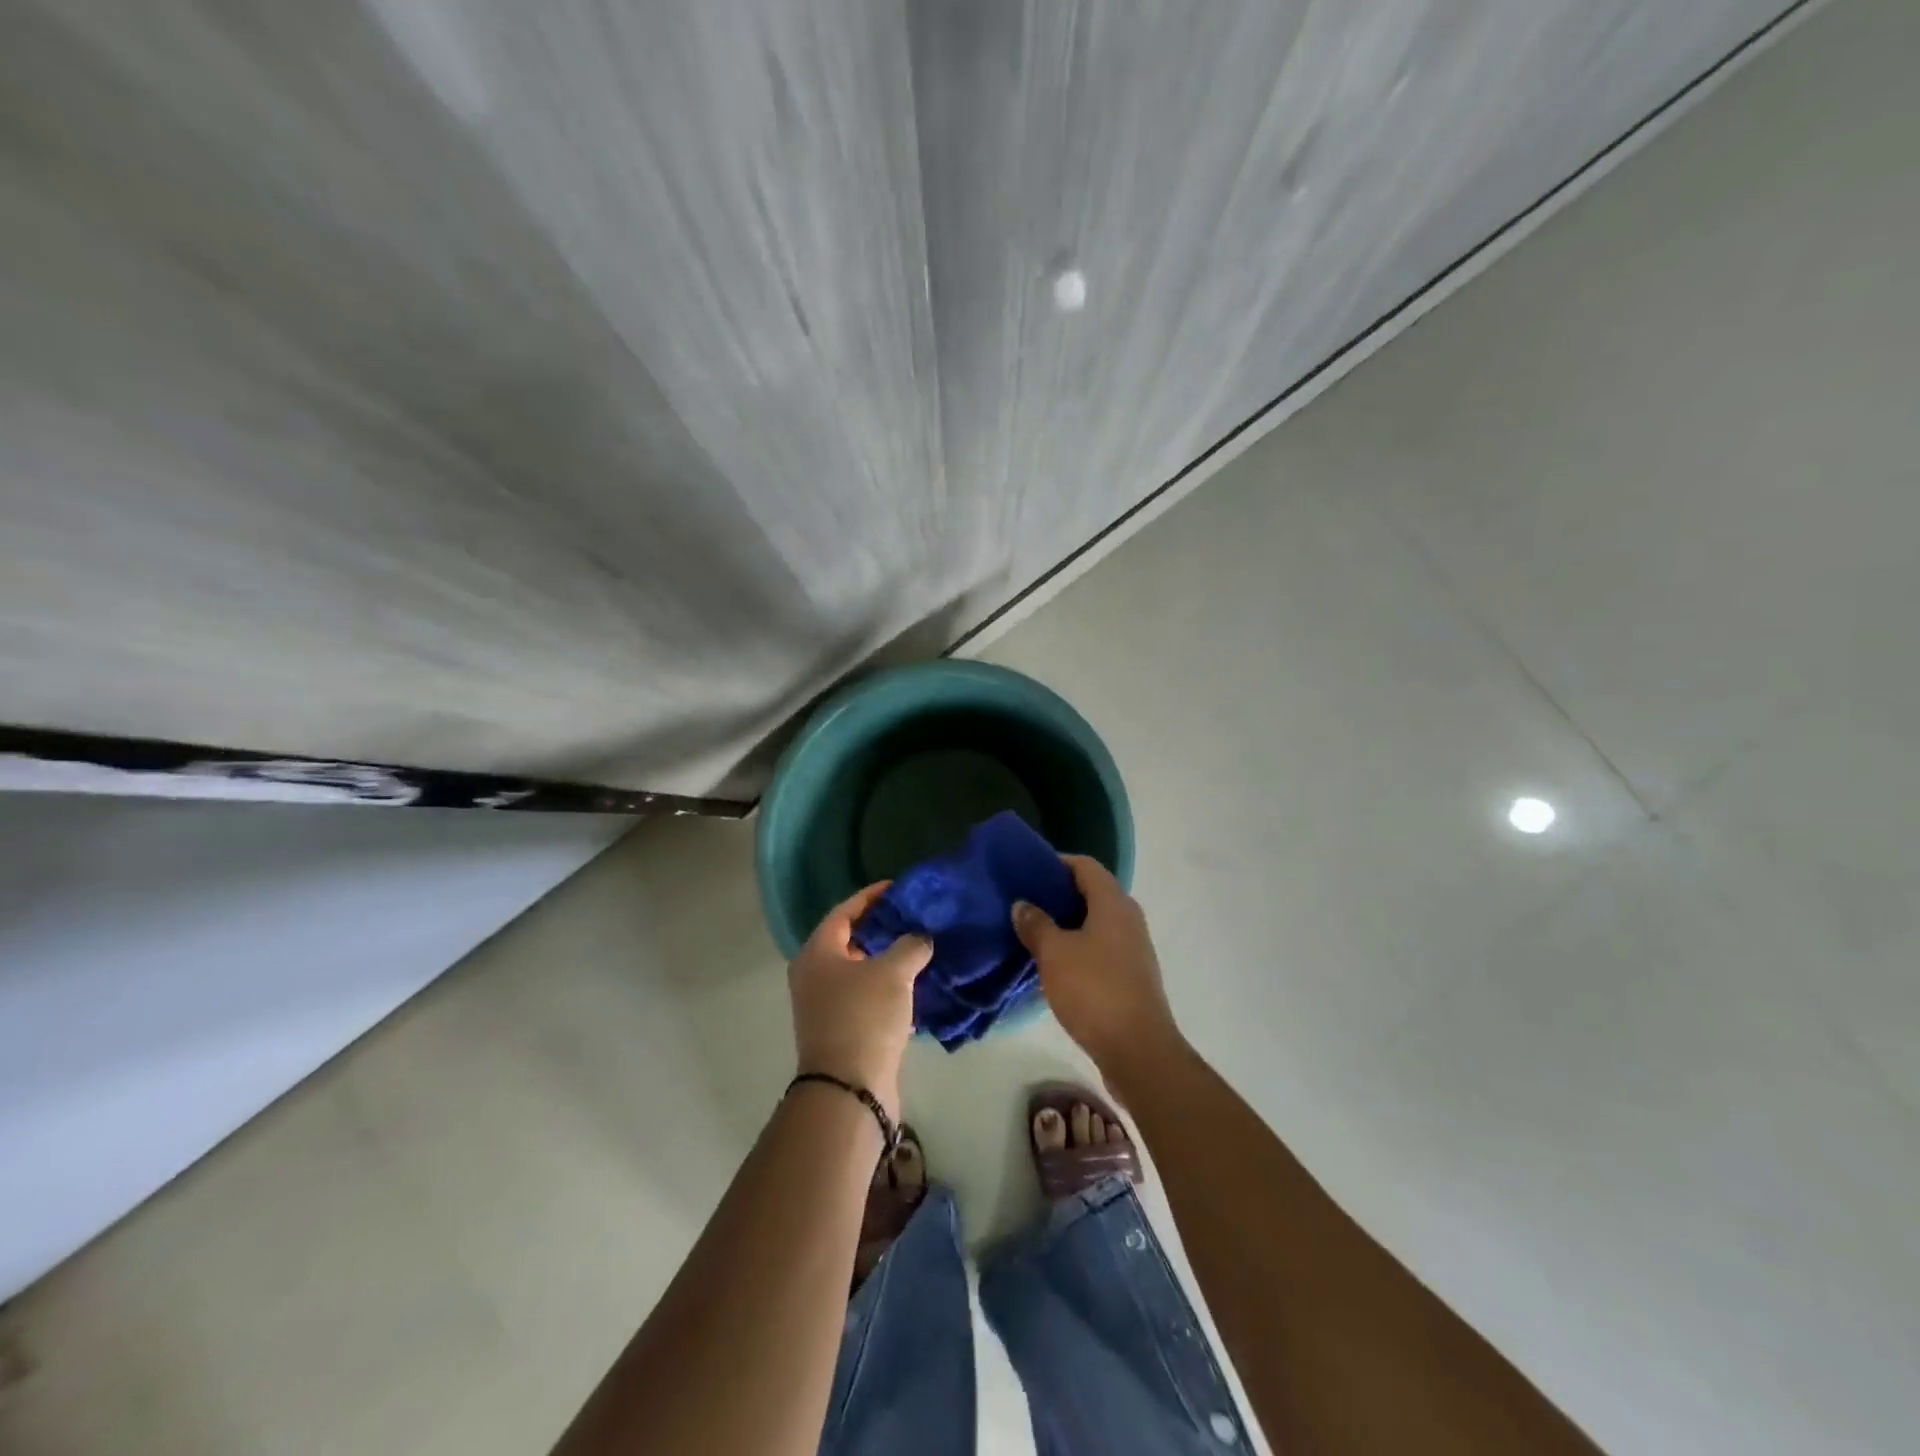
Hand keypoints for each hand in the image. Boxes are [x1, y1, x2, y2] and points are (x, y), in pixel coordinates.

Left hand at [789, 884, 931, 1122]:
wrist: (848, 1089)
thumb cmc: (865, 1017)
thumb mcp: (894, 973)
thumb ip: (910, 945)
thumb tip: (921, 937)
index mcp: (817, 952)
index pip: (844, 911)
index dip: (871, 897)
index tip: (897, 888)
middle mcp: (813, 975)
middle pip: (848, 940)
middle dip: (880, 927)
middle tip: (911, 916)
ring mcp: (823, 1004)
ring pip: (858, 970)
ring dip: (885, 958)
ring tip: (918, 946)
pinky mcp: (839, 1029)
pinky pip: (863, 995)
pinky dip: (885, 985)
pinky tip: (913, 984)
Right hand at [1012, 856, 1181, 1074]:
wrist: (1138, 1050)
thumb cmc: (1094, 990)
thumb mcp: (1054, 954)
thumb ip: (1036, 924)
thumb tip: (1023, 904)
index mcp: (1113, 903)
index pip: (1085, 865)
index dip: (1056, 863)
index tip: (1027, 871)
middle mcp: (1129, 918)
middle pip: (1092, 892)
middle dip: (1058, 894)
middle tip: (1025, 902)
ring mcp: (1133, 948)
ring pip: (1096, 921)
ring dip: (1066, 923)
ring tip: (1034, 932)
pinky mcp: (1131, 974)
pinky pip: (1101, 946)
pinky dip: (1078, 946)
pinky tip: (1054, 963)